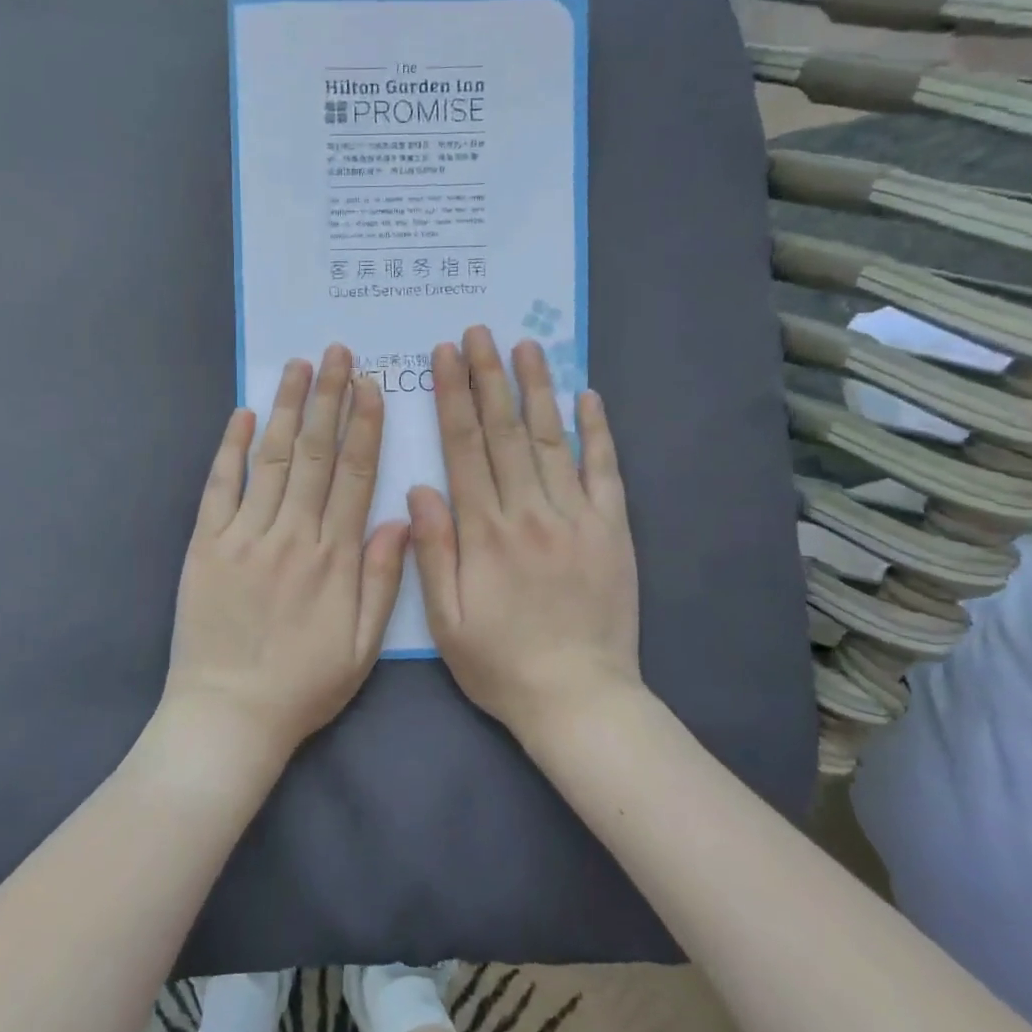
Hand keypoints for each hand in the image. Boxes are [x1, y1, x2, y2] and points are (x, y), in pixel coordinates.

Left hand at [163, 344, 409, 764]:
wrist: (228, 715)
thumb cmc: (303, 684)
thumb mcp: (363, 646)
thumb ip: (384, 580)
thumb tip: (401, 517)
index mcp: (335, 558)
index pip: (355, 475)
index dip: (365, 426)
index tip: (371, 385)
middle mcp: (292, 534)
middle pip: (316, 453)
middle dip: (329, 398)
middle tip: (338, 352)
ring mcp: (245, 535)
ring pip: (273, 458)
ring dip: (289, 408)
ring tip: (300, 365)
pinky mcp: (206, 544)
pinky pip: (220, 486)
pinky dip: (232, 448)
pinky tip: (245, 414)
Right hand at [409, 326, 641, 742]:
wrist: (579, 699)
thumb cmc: (500, 662)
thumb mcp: (446, 618)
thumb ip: (431, 549)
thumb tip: (419, 487)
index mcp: (483, 531)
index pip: (464, 447)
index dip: (453, 396)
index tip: (445, 356)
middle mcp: (529, 512)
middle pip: (503, 431)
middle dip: (489, 376)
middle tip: (479, 331)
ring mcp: (575, 518)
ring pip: (550, 440)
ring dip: (536, 389)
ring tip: (526, 346)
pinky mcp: (612, 531)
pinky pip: (604, 472)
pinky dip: (596, 432)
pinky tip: (586, 397)